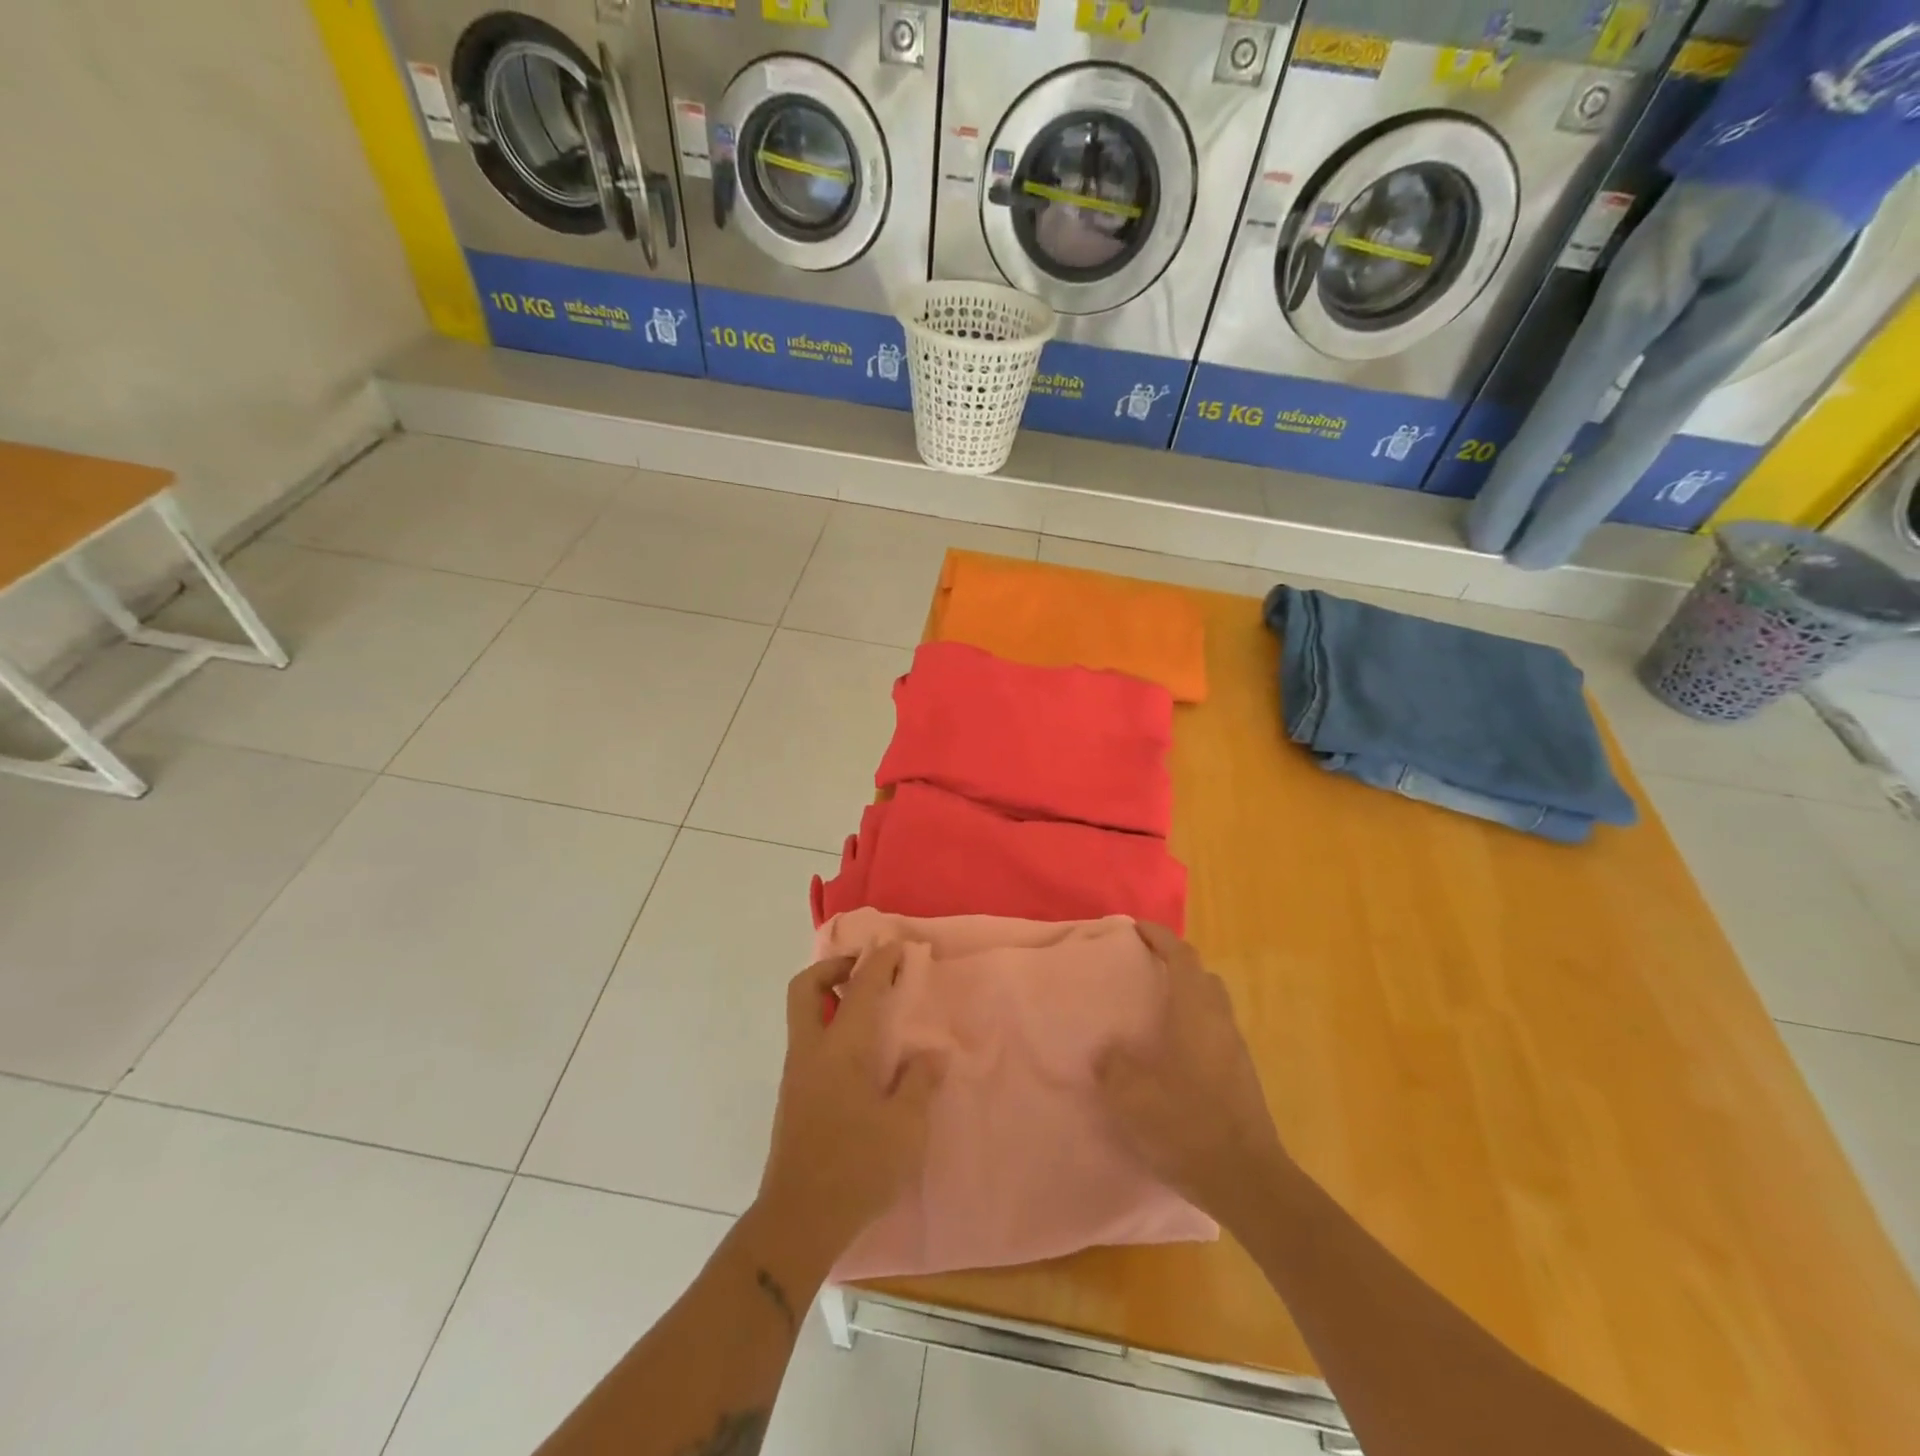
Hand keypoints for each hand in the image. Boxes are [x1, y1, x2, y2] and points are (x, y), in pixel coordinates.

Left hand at [754, 943, 943, 1267]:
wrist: (798, 1221)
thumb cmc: (857, 1167)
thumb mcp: (905, 1126)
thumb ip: (920, 1082)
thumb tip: (931, 1053)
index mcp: (840, 1049)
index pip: (859, 988)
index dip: (879, 961)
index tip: (896, 946)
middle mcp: (810, 1051)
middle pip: (804, 988)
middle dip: (832, 968)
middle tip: (864, 971)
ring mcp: (796, 1074)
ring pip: (802, 1015)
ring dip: (829, 997)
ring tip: (868, 1009)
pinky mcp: (793, 1097)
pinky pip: (808, 1042)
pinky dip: (829, 1027)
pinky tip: (859, 1055)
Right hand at [1097, 923, 1289, 1226]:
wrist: (1247, 1181)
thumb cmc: (1187, 1125)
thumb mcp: (1132, 1095)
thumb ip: (1114, 1066)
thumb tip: (1109, 1052)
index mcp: (1196, 1013)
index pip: (1182, 957)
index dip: (1160, 937)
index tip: (1137, 928)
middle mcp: (1220, 1023)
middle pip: (1203, 978)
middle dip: (1176, 965)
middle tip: (1145, 969)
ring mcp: (1236, 1052)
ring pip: (1211, 1008)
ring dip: (1186, 998)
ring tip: (1152, 1013)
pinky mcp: (1241, 1080)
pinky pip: (1214, 1035)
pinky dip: (1193, 1029)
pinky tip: (1170, 1056)